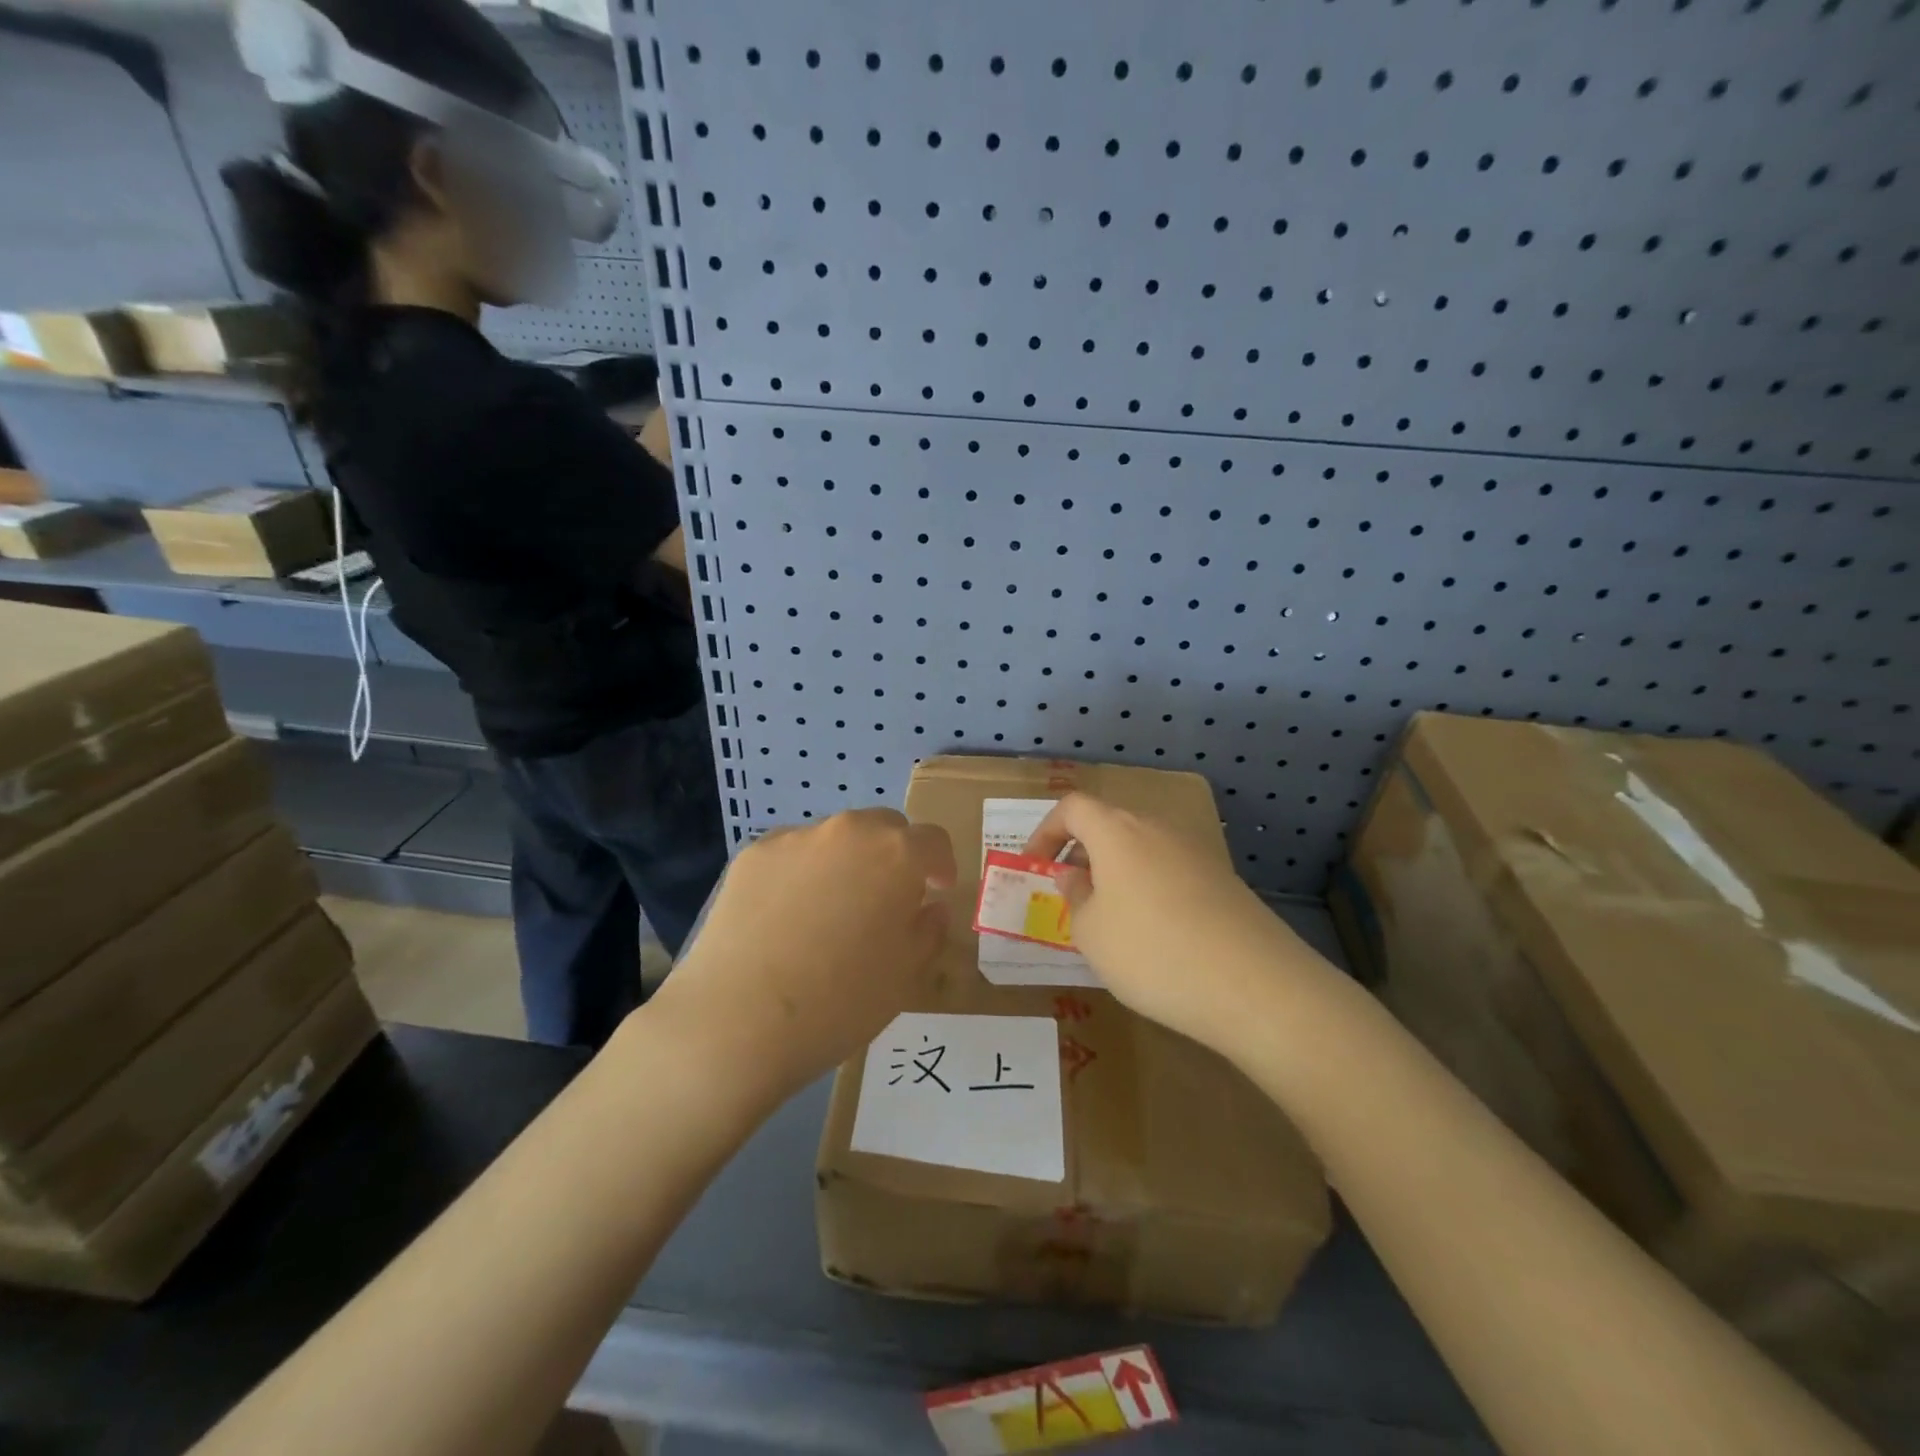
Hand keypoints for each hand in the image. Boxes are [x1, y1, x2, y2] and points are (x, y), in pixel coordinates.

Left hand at [650, 810, 956, 1103]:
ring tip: (829, 913)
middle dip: (894, 856)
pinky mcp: (752, 855)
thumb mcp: (905, 976)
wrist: (736, 1021)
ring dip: (846, 862)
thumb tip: (929, 907)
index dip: (941, 865)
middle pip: (883, 828)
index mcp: (896, 854)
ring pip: (835, 839)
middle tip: (885, 901)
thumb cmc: (839, 1002)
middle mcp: (847, 831)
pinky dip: (801, 874)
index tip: (935, 892)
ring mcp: (795, 838)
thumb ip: (928, 931)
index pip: (933, 840)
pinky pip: (792, 854)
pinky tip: (786, 919)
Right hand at [1023, 794, 1313, 1055]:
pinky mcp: (1223, 879)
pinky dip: (1149, 888)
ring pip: (1141, 848)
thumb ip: (1075, 896)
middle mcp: (1157, 828)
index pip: (1072, 808)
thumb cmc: (1152, 952)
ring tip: (1109, 919)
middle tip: (1069, 894)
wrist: (1254, 984)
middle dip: (1081, 853)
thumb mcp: (1091, 932)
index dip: (1046, 831)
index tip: (1034, 865)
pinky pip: (1170, 871)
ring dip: (1116, 872)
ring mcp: (1195, 851)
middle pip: (1109, 824)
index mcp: (1117, 831)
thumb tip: (1076, 875)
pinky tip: (1154, 933)